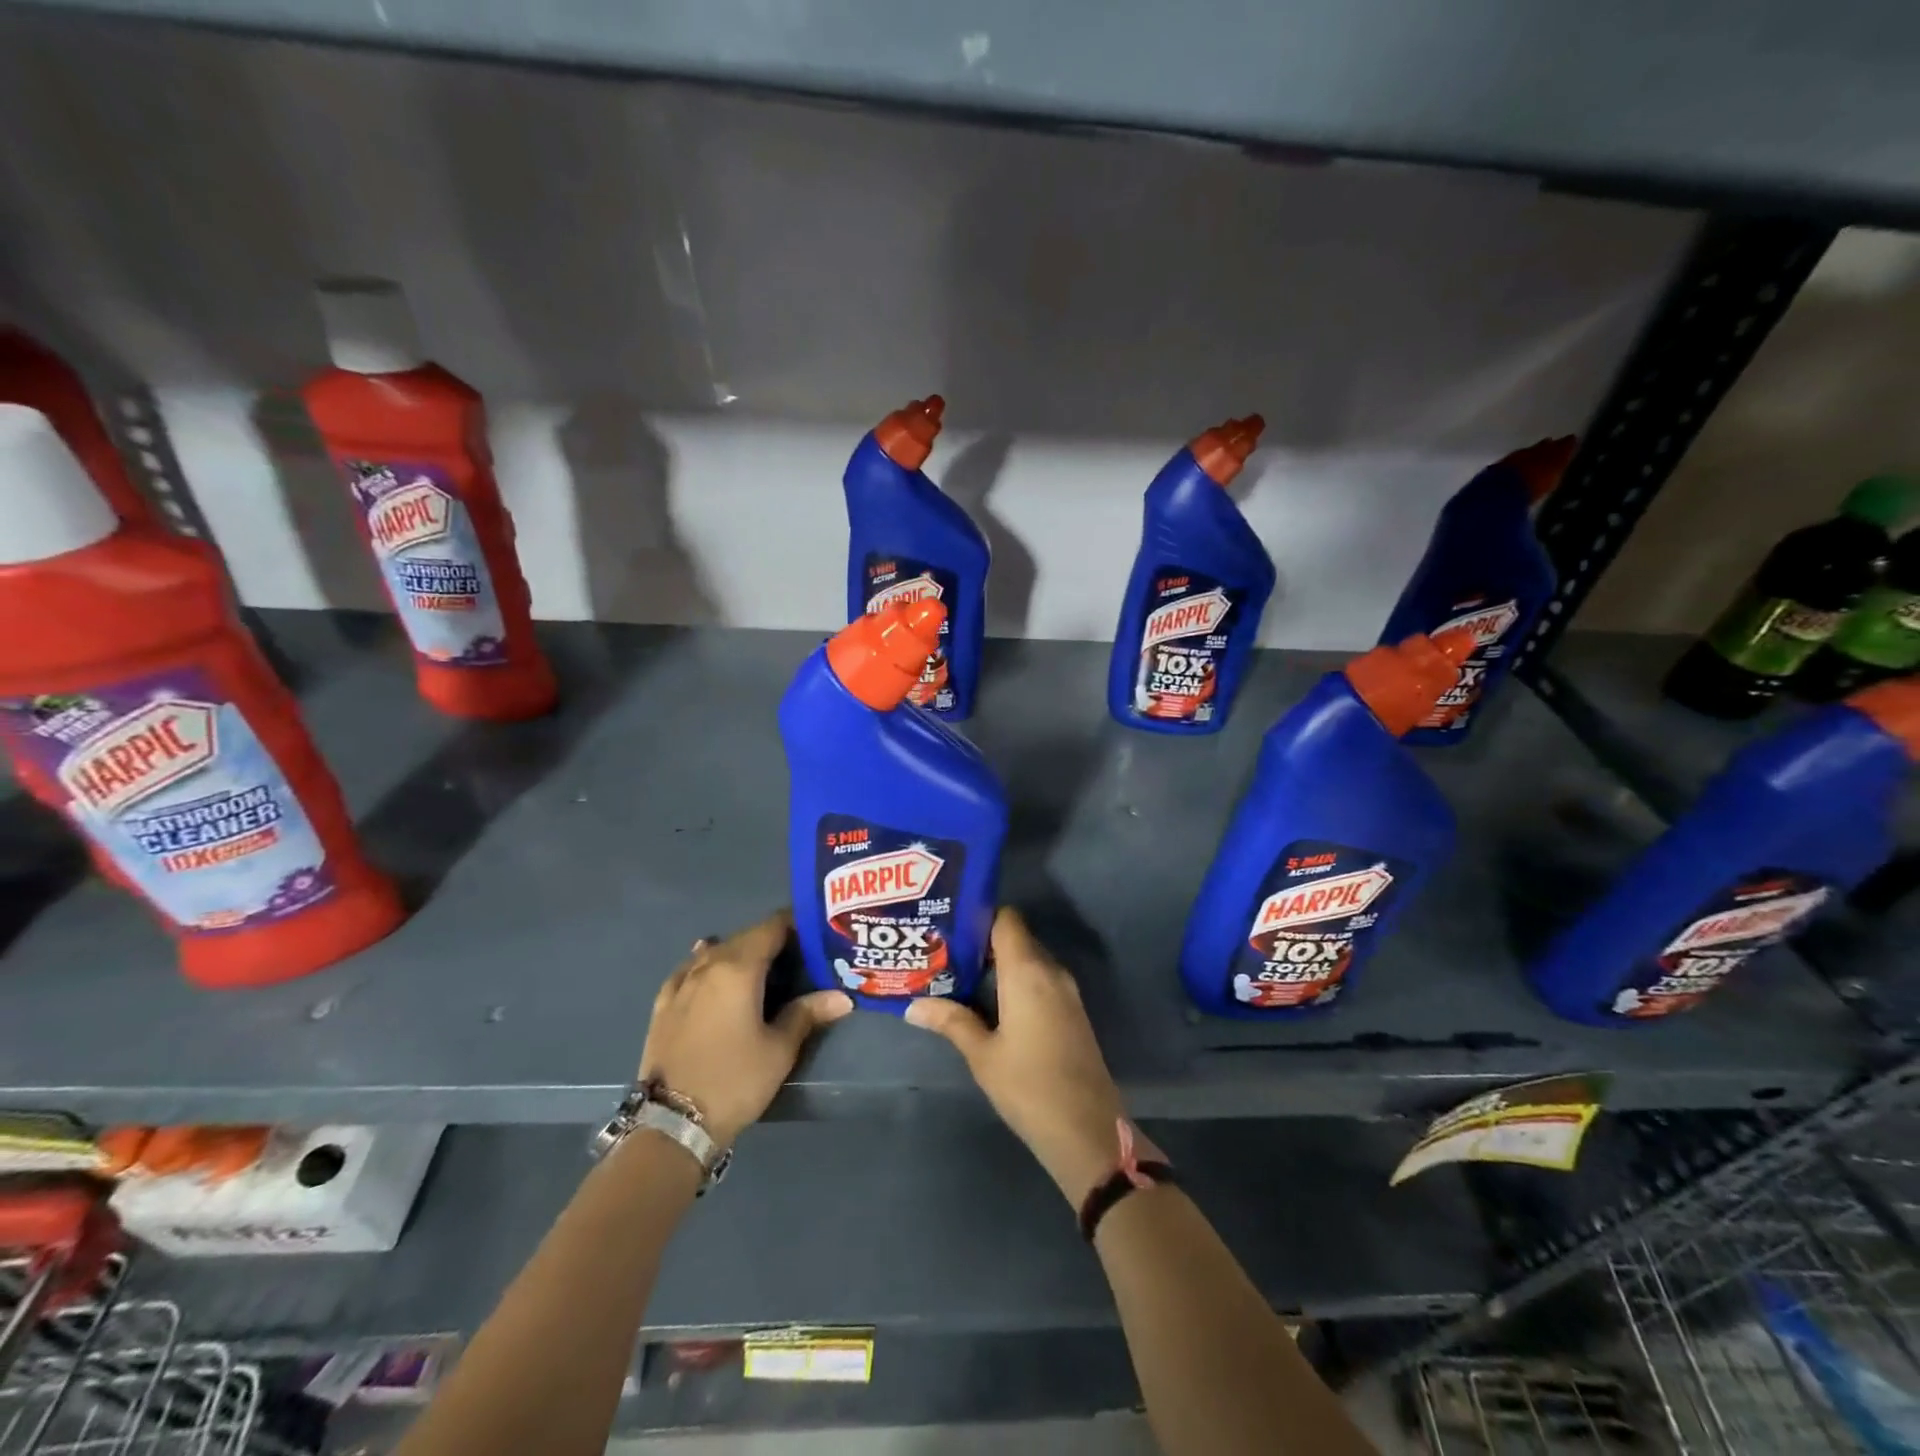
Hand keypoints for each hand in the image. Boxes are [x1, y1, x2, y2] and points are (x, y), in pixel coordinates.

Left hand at [638, 910, 852, 1146]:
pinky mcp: (663, 1004)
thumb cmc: (734, 1081)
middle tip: (798, 954)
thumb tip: (842, 996)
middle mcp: (708, 964)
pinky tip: (710, 968)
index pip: (771, 927)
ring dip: (740, 951)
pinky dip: (707, 963)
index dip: (795, 923)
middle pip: (745, 936)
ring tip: (762, 967)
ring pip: (716, 951)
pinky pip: (690, 968)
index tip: (816, 930)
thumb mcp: (779, 1049)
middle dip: (771, 939)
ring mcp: (681, 983)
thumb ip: (807, 1013)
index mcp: (739, 968)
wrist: (671, 1124)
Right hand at [906, 908, 1128, 1205]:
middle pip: (1016, 938)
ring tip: (959, 977)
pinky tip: (990, 1003)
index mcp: (1028, 971)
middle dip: (982, 942)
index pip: (1006, 919)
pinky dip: (1016, 982)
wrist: (1088, 1130)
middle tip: (944, 954)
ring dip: (999, 965)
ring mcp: (1066, 991)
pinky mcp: (1072, 1011)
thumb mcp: (982, 1055)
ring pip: (1028, 960)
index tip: (948, 928)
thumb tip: (913, 1006)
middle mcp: (1051, 971)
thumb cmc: (1029, 1087)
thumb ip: (951, 1021)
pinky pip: (1041, 980)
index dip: (978, 917)